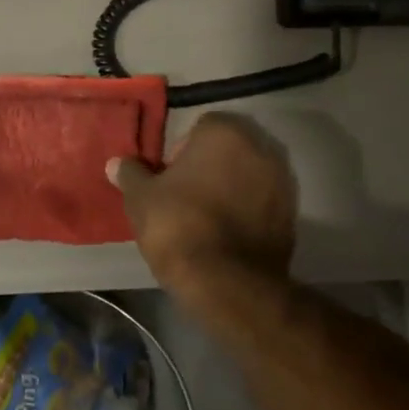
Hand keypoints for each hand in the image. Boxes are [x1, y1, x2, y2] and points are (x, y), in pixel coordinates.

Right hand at [108, 113, 295, 287]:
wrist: (226, 282)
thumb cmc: (178, 225)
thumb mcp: (141, 198)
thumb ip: (131, 174)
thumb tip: (116, 163)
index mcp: (224, 133)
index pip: (201, 127)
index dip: (181, 150)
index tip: (168, 177)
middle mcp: (261, 148)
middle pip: (229, 150)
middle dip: (209, 167)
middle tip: (184, 195)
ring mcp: (282, 183)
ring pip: (248, 177)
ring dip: (230, 188)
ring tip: (204, 217)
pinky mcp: (293, 217)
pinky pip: (262, 204)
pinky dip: (247, 212)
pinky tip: (225, 235)